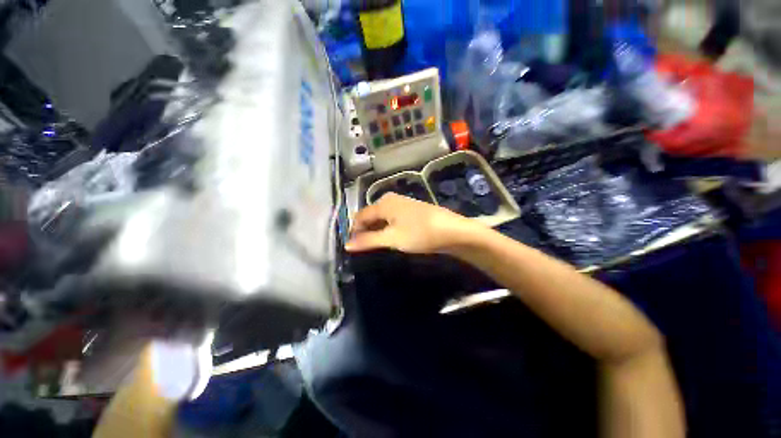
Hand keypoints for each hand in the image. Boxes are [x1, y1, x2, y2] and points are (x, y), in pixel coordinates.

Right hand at [345, 193, 482, 254]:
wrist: (451, 230)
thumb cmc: (419, 233)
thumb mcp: (391, 238)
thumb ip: (368, 240)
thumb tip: (346, 245)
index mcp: (383, 203)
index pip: (360, 216)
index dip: (354, 231)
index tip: (353, 247)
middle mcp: (390, 199)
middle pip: (370, 216)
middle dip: (365, 231)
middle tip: (364, 249)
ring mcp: (402, 204)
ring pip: (381, 218)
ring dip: (376, 231)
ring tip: (376, 246)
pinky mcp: (410, 211)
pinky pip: (392, 219)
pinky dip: (387, 229)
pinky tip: (390, 239)